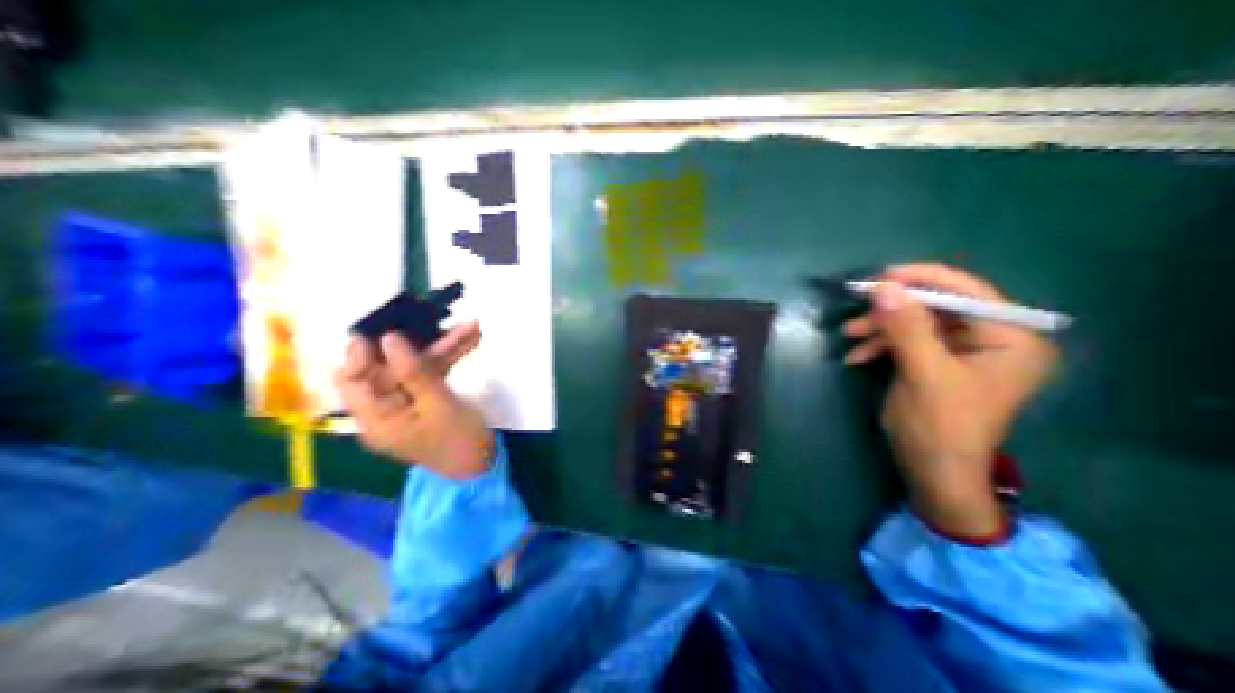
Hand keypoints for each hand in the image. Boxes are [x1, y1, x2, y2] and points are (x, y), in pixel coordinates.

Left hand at [337, 322, 496, 474]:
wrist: (483, 463)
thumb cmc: (458, 440)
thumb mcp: (438, 406)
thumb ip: (414, 373)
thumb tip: (389, 339)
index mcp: (376, 418)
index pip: (354, 380)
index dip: (362, 353)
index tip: (378, 328)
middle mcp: (387, 407)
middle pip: (393, 368)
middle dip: (418, 344)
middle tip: (431, 316)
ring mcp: (410, 400)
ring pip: (419, 366)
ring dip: (444, 346)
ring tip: (469, 326)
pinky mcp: (430, 397)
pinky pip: (436, 372)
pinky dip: (452, 356)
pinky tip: (470, 339)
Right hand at [844, 262, 1054, 538]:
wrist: (932, 471)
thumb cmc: (940, 425)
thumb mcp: (923, 373)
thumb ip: (907, 328)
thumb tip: (884, 287)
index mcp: (1011, 338)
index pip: (968, 292)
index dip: (923, 280)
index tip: (881, 277)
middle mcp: (992, 340)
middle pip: (937, 308)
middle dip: (892, 311)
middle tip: (856, 311)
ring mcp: (963, 352)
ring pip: (916, 324)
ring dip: (881, 329)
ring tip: (849, 337)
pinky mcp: (938, 363)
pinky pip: (908, 342)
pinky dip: (881, 346)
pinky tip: (857, 357)